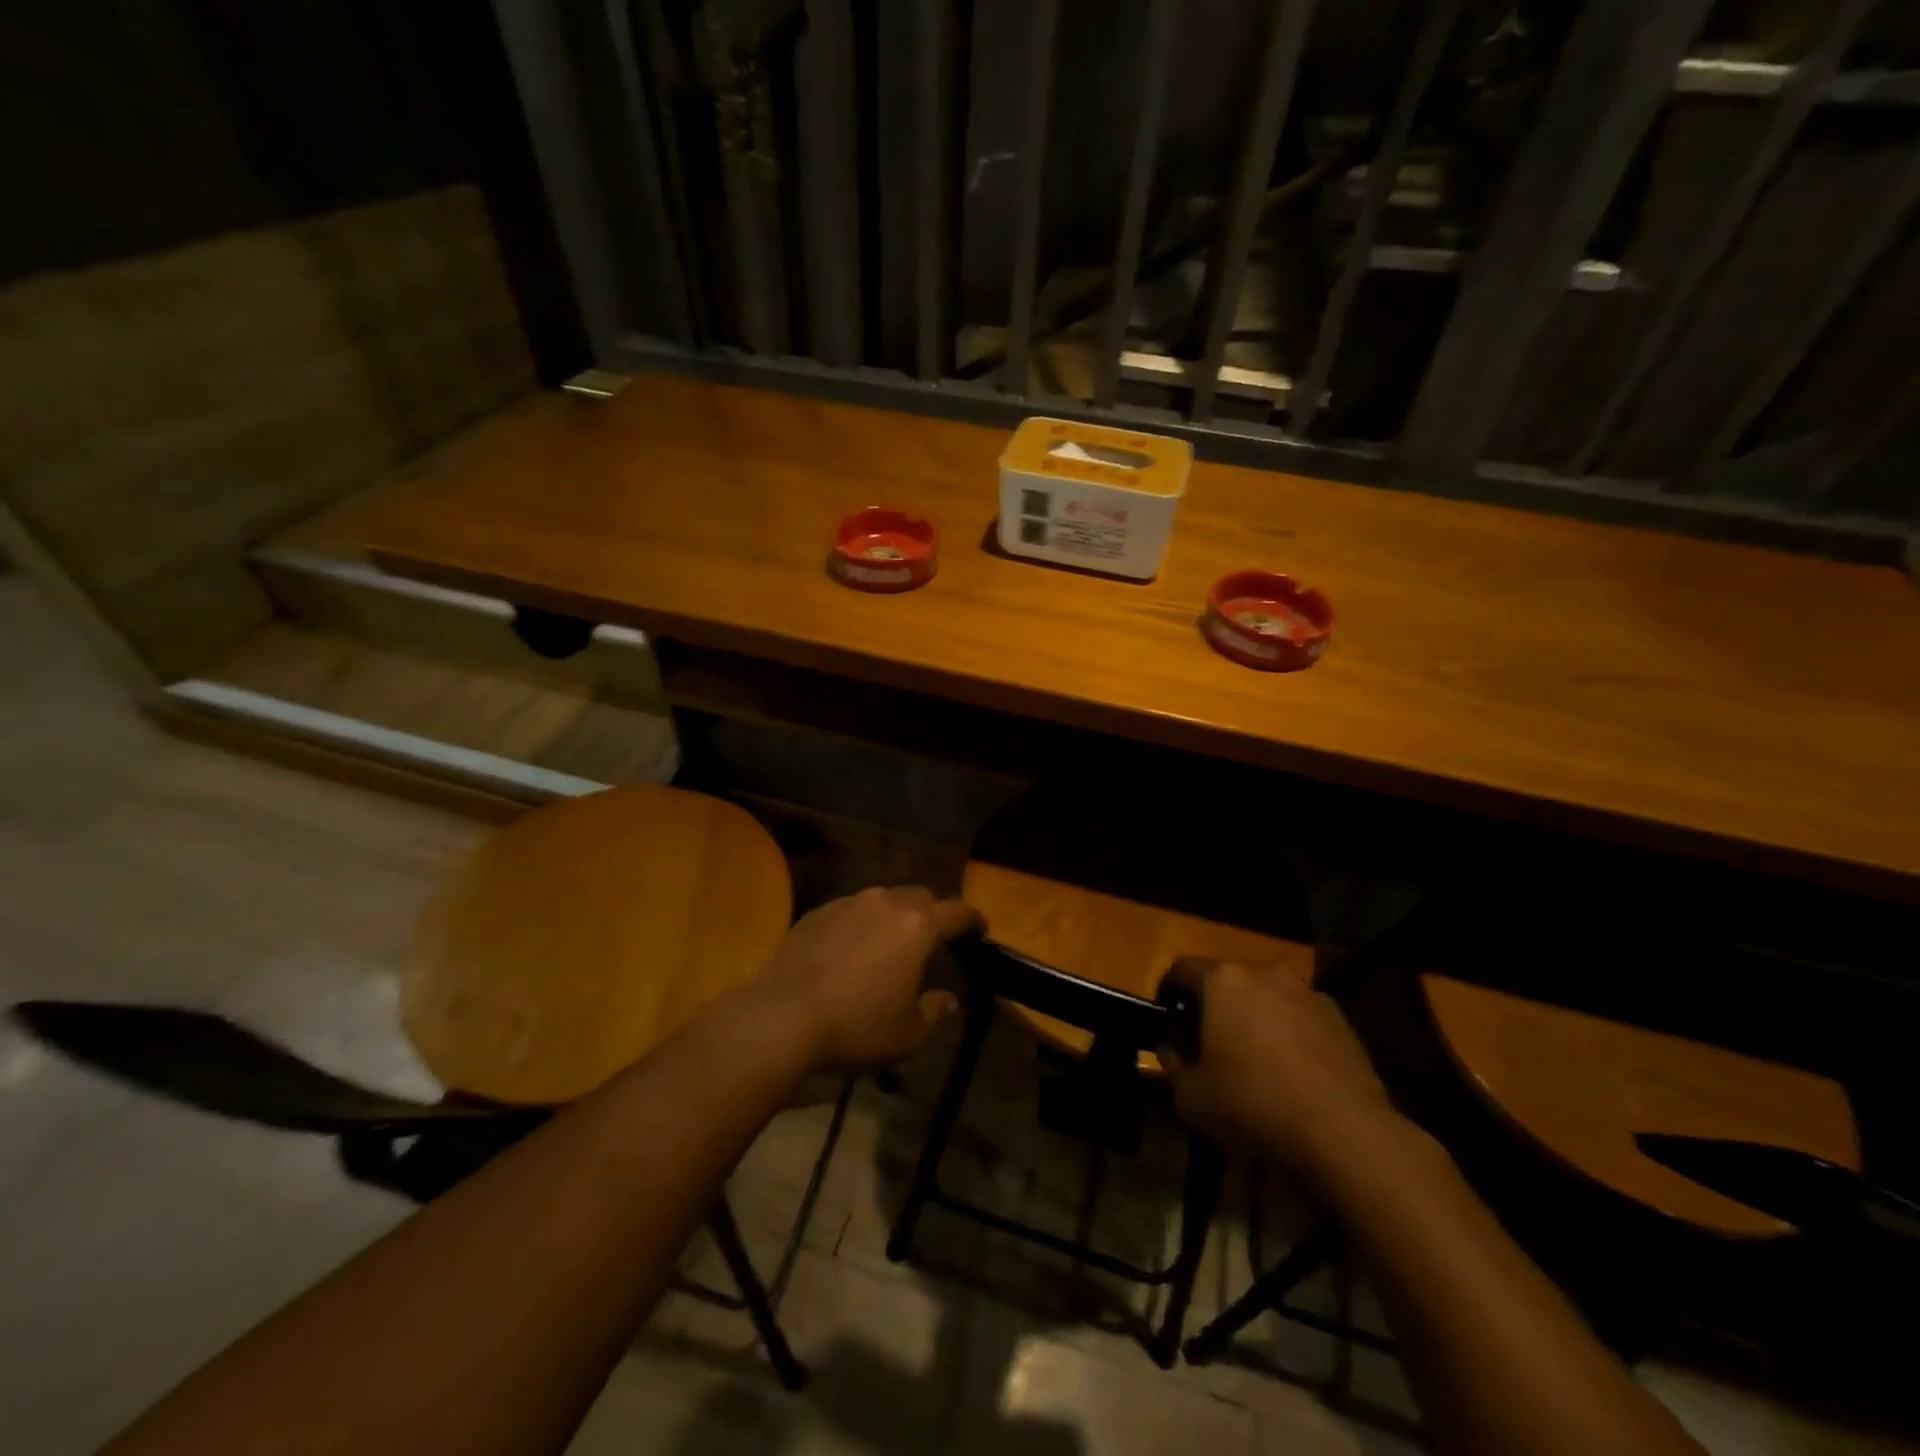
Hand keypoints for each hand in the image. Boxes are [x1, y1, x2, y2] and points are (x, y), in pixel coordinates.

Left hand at [752, 886, 981, 1072]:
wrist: (781, 1019)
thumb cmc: (856, 1027)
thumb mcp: (908, 1035)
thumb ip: (936, 1012)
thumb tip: (948, 999)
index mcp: (917, 926)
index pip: (958, 911)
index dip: (973, 920)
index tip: (979, 931)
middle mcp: (885, 902)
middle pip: (921, 897)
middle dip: (932, 916)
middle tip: (931, 944)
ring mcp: (848, 903)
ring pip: (883, 900)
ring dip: (893, 918)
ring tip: (887, 947)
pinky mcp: (817, 912)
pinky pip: (850, 911)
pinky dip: (859, 925)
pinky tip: (849, 953)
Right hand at [1162, 958, 1397, 1182]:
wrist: (1345, 1132)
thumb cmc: (1254, 1103)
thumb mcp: (1191, 1098)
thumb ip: (1173, 1068)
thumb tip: (1172, 1053)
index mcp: (1223, 981)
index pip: (1182, 968)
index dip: (1170, 993)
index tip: (1170, 1023)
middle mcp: (1264, 973)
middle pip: (1227, 982)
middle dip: (1216, 1008)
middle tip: (1210, 1046)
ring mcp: (1307, 993)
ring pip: (1267, 998)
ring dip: (1255, 1020)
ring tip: (1256, 1063)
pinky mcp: (1341, 1019)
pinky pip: (1300, 1019)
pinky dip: (1290, 1036)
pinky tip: (1293, 1076)